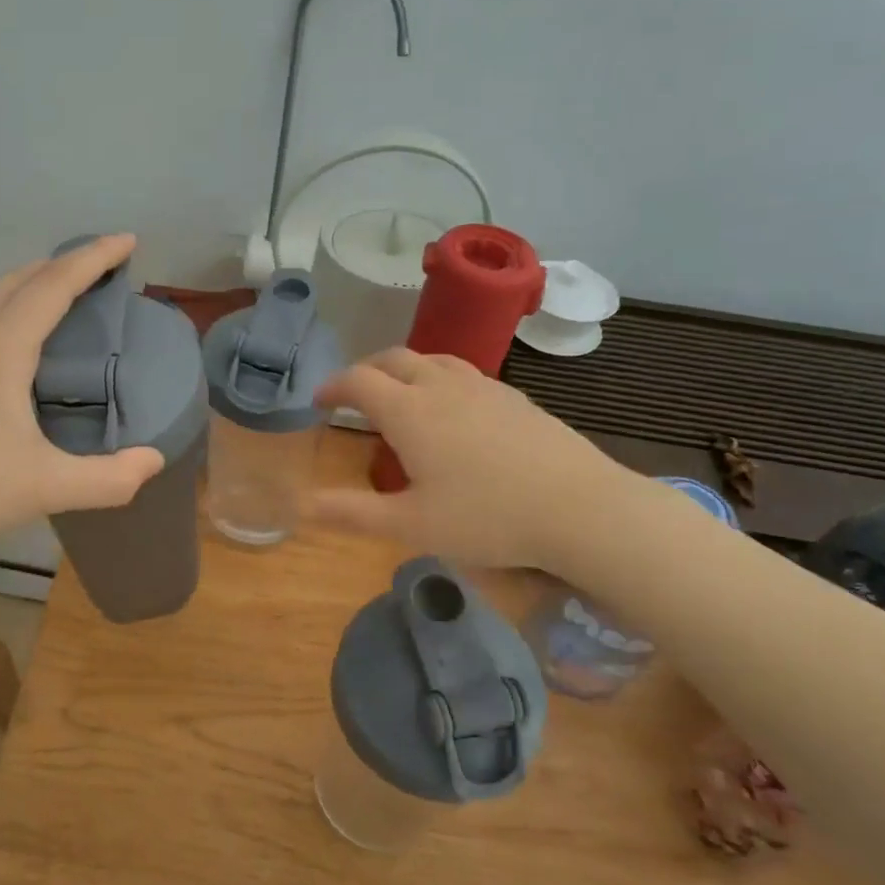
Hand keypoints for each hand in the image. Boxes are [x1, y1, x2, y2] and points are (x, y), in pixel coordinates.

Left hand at [0, 235, 163, 546]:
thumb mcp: (47, 488)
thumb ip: (109, 479)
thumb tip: (154, 460)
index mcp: (0, 351)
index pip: (54, 285)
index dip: (94, 258)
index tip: (127, 241)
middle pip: (21, 279)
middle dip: (65, 262)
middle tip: (101, 266)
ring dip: (34, 283)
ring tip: (65, 296)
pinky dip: (11, 307)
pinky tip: (18, 343)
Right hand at [311, 349, 627, 569]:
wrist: (581, 508)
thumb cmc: (487, 518)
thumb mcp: (412, 525)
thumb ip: (353, 513)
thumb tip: (303, 505)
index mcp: (410, 411)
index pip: (359, 381)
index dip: (333, 386)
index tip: (319, 401)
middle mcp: (442, 386)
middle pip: (394, 358)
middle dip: (365, 370)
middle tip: (354, 394)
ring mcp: (484, 388)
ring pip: (432, 359)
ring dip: (404, 369)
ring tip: (399, 393)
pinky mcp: (515, 398)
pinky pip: (464, 373)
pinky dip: (439, 379)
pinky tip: (453, 410)